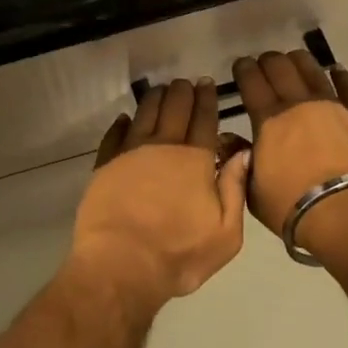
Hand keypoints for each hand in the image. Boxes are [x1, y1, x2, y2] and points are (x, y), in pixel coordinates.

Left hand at [70, 79, 251, 310]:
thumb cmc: (179, 254)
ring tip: (160, 90)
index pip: (204, 120)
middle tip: (185, 83)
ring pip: (144, 114)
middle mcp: (163, 146)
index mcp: (195, 160)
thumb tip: (243, 153)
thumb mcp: (225, 234)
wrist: (121, 265)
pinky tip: (124, 118)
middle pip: (174, 109)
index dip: (207, 100)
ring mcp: (130, 153)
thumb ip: (235, 189)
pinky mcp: (105, 165)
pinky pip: (113, 135)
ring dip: (154, 99)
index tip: (207, 84)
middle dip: (182, 92)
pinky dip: (121, 123)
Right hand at [231, 50, 347, 256]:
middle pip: (280, 67)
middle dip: (268, 61)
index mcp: (268, 119)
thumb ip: (238, 159)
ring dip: (299, 61)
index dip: (243, 69)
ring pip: (312, 70)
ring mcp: (332, 106)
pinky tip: (336, 71)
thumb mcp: (253, 191)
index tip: (240, 65)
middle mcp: (298, 104)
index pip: (251, 81)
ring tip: (293, 60)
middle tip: (263, 64)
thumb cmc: (293, 207)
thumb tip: (226, 138)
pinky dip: (341, 76)